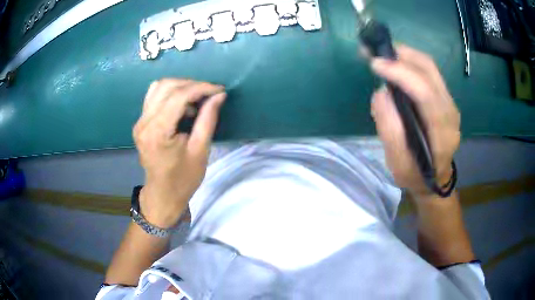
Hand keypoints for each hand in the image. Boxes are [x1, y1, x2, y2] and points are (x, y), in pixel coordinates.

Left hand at [133, 79, 225, 227]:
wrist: (163, 194)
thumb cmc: (183, 178)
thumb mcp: (200, 150)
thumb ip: (208, 119)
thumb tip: (219, 95)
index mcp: (158, 132)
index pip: (179, 96)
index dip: (201, 88)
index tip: (219, 89)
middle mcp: (144, 122)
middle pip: (167, 86)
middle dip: (192, 84)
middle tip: (210, 94)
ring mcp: (139, 121)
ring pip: (158, 87)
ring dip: (180, 87)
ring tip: (197, 99)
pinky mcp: (140, 123)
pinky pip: (154, 97)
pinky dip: (170, 94)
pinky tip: (182, 105)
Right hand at [370, 45, 460, 197]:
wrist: (435, 180)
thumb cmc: (415, 175)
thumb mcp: (398, 163)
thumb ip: (390, 129)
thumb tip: (382, 93)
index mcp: (442, 132)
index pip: (425, 93)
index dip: (401, 73)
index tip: (374, 64)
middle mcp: (451, 111)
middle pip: (429, 70)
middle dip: (401, 55)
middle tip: (375, 51)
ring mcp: (450, 103)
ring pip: (429, 66)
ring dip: (405, 55)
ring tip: (382, 55)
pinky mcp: (445, 98)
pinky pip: (429, 72)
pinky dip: (410, 62)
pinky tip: (396, 65)